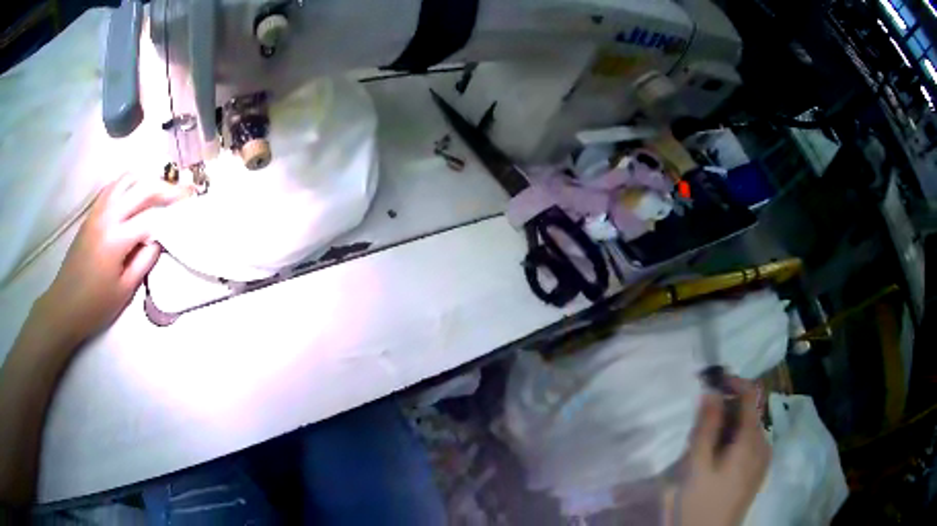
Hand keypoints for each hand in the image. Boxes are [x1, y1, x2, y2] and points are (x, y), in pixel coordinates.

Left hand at [34, 173, 189, 348]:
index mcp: (117, 238)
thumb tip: (159, 240)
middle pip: (142, 188)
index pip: (152, 217)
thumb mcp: (125, 290)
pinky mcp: (92, 213)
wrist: (64, 305)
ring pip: (127, 180)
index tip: (191, 209)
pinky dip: (129, 184)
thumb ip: (144, 261)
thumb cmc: (95, 305)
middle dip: (166, 188)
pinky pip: (114, 187)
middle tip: (183, 193)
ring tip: (160, 192)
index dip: (173, 213)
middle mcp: (108, 215)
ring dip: (147, 181)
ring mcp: (98, 210)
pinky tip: (135, 196)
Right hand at [676, 378, 770, 525]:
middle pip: (749, 411)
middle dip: (725, 408)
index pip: (750, 394)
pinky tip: (716, 458)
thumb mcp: (698, 464)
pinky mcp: (758, 471)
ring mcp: (763, 458)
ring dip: (728, 425)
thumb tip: (711, 390)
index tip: (709, 382)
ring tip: (703, 443)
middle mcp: (764, 443)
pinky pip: (749, 444)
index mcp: (752, 439)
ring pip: (748, 428)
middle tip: (698, 423)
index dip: (732, 381)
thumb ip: (706, 426)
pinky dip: (733, 440)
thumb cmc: (702, 501)